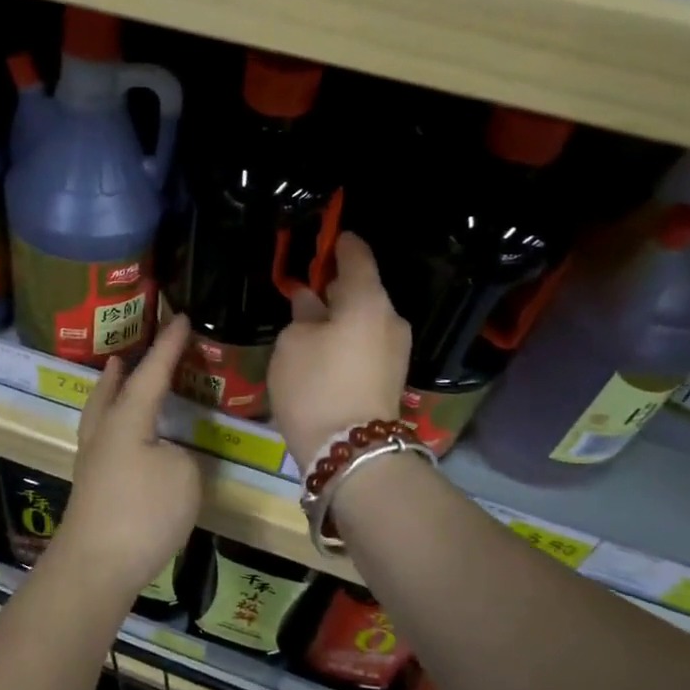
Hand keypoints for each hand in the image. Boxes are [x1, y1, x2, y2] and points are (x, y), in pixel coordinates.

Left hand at [52, 315, 201, 597]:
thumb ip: (179, 454)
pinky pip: (102, 439)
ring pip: (98, 415)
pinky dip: (112, 424)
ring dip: (110, 394)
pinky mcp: (90, 488)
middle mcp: (103, 433)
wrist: (95, 566)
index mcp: (126, 419)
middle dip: (122, 370)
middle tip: (127, 353)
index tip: (181, 318)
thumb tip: (164, 453)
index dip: (169, 346)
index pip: (152, 373)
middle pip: (109, 390)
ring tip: (118, 383)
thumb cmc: (142, 513)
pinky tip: (124, 439)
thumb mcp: (183, 475)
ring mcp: (92, 461)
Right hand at [268, 232, 410, 459]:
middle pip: (364, 291)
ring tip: (312, 320)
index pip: (357, 257)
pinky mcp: (391, 378)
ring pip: (365, 320)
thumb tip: (311, 301)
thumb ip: (303, 315)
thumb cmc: (315, 385)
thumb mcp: (293, 344)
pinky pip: (367, 344)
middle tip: (310, 286)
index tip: (330, 238)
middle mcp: (390, 319)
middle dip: (338, 287)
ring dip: (342, 317)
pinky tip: (325, 348)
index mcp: (367, 300)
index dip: (341, 245)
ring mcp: (396, 351)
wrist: (351, 451)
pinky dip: (348, 339)